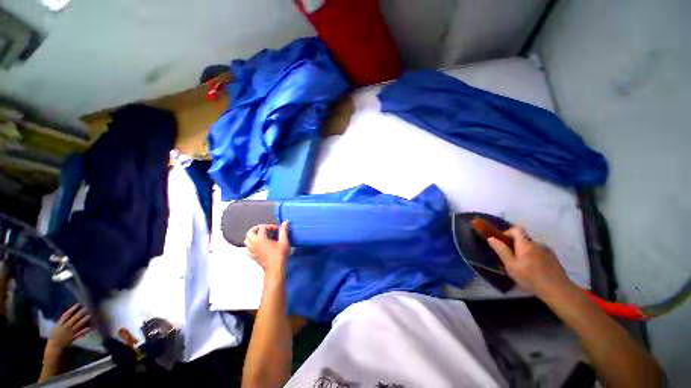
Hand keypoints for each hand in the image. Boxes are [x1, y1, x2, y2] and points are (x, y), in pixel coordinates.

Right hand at [46, 304, 90, 355]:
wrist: (54, 347)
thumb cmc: (55, 335)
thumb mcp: (56, 326)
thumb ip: (62, 320)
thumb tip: (67, 313)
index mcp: (61, 323)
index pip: (68, 314)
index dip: (73, 309)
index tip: (79, 304)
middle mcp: (66, 327)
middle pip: (74, 318)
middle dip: (81, 313)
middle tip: (88, 307)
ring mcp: (70, 332)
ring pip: (78, 325)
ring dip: (85, 320)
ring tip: (90, 315)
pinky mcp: (73, 338)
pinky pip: (80, 333)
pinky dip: (85, 330)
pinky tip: (90, 327)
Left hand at [244, 222, 290, 277]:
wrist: (275, 269)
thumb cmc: (280, 255)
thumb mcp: (284, 241)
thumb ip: (283, 230)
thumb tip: (285, 222)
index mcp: (261, 239)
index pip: (262, 227)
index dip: (270, 226)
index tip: (277, 229)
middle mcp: (253, 243)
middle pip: (250, 232)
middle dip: (257, 228)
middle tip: (265, 229)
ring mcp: (251, 250)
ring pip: (246, 240)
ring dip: (253, 236)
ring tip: (261, 236)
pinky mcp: (252, 256)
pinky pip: (247, 248)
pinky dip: (251, 244)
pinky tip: (258, 245)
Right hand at [487, 226, 572, 296]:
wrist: (558, 290)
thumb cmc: (530, 278)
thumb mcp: (511, 266)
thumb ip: (501, 250)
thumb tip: (491, 238)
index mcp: (525, 244)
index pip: (516, 229)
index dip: (508, 232)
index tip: (503, 242)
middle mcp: (537, 244)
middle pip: (524, 239)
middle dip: (516, 246)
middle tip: (512, 259)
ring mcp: (547, 250)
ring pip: (532, 247)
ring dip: (526, 252)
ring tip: (524, 266)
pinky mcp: (554, 258)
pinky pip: (540, 253)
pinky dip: (535, 257)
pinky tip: (535, 270)